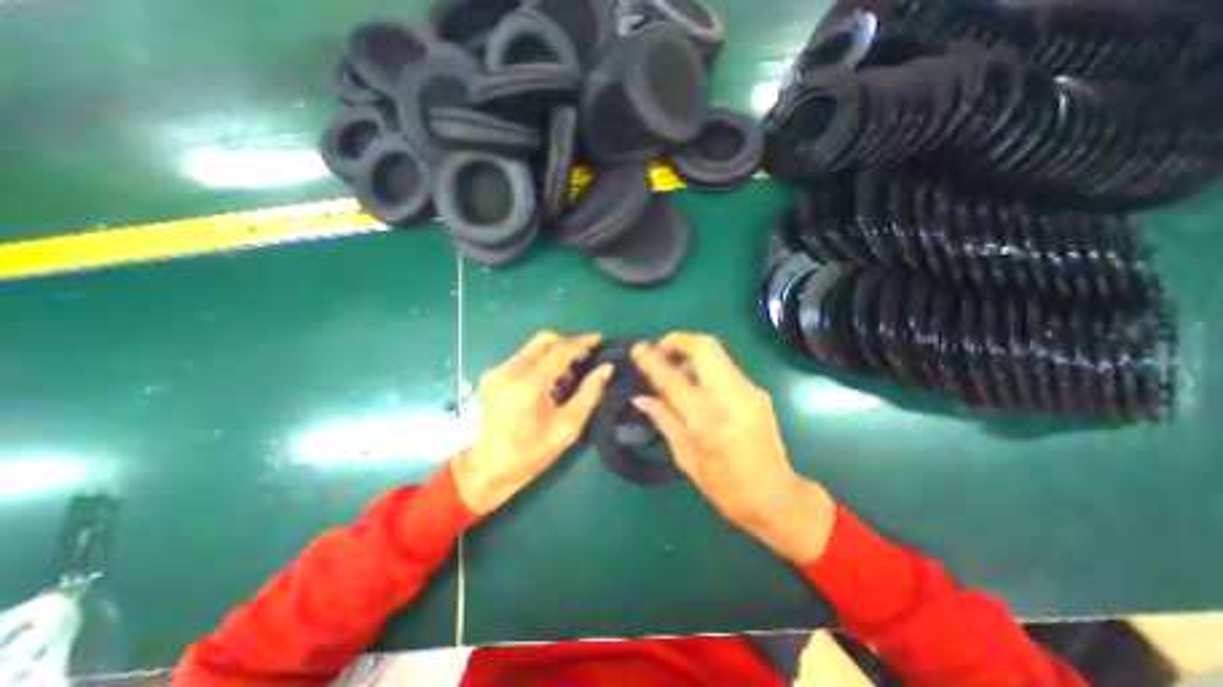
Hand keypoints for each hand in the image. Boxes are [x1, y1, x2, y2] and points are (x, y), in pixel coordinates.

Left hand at [452, 331, 609, 515]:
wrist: (487, 470)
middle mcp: (509, 370)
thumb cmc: (531, 454)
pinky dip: (540, 361)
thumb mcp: (567, 427)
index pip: (560, 350)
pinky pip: (523, 357)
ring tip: (567, 376)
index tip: (599, 339)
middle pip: (544, 339)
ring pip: (533, 347)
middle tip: (584, 358)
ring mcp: (497, 371)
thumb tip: (606, 368)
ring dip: (554, 353)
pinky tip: (548, 382)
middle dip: (568, 343)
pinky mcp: (492, 375)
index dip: (582, 342)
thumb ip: (589, 393)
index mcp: (528, 385)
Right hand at [629, 334, 831, 563]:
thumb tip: (640, 398)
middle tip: (661, 349)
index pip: (672, 377)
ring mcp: (748, 390)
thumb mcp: (685, 457)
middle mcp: (729, 395)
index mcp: (705, 418)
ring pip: (717, 352)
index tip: (637, 348)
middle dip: (678, 339)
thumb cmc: (724, 485)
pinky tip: (699, 383)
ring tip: (677, 367)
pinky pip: (727, 367)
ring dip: (692, 351)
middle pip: (704, 346)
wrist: (775, 495)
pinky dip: (707, 366)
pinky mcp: (758, 392)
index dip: (651, 359)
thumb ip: (663, 420)